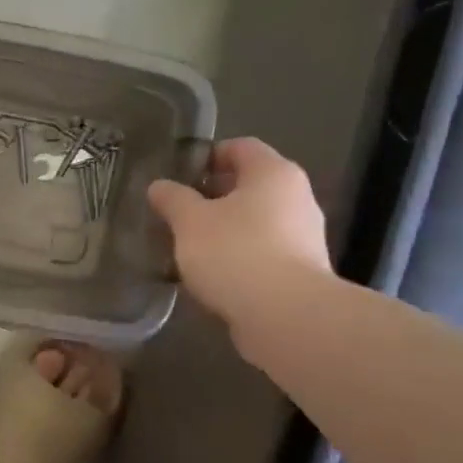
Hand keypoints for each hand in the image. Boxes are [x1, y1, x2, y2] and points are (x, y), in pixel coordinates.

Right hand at [146, 138, 331, 352]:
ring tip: (190, 246)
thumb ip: (173, 199)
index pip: (240, 147)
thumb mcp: (190, 222)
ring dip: (225, 228)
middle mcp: (296, 197)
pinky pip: (263, 251)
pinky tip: (213, 274)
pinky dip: (239, 255)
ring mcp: (303, 235)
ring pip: (256, 220)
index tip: (179, 176)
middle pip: (249, 185)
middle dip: (213, 196)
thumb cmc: (235, 253)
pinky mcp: (301, 270)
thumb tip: (159, 186)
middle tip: (178, 212)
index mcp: (273, 173)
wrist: (286, 315)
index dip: (208, 156)